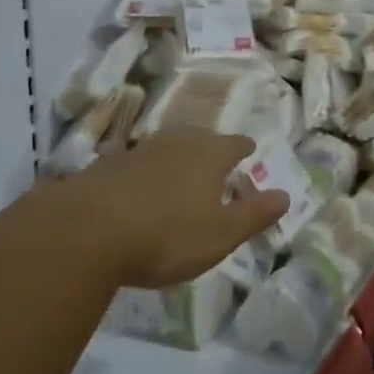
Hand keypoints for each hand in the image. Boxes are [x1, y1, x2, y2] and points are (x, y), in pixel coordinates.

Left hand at [57, 131, 288, 288]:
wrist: (87, 230)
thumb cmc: (167, 235)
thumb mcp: (220, 234)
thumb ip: (254, 215)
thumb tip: (286, 196)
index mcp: (209, 155)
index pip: (234, 144)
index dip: (244, 148)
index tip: (249, 149)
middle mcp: (176, 143)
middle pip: (200, 138)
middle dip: (210, 148)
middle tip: (216, 160)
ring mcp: (139, 150)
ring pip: (166, 146)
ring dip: (176, 157)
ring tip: (181, 171)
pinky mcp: (107, 165)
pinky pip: (136, 162)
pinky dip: (145, 171)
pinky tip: (139, 186)